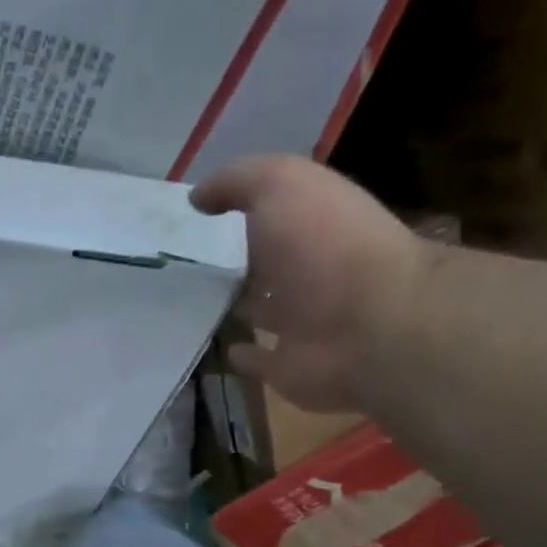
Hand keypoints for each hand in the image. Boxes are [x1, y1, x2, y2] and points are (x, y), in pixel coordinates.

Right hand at [191, 154, 428, 413]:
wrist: (368, 323)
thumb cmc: (324, 245)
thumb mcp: (281, 186)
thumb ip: (238, 181)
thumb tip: (197, 198)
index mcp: (309, 223)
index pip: (267, 212)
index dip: (232, 210)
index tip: (187, 219)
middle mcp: (306, 269)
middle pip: (261, 262)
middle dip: (229, 260)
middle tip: (178, 265)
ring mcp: (299, 321)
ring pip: (257, 310)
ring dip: (233, 306)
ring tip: (188, 305)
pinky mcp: (287, 366)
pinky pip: (258, 359)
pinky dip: (242, 355)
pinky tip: (221, 348)